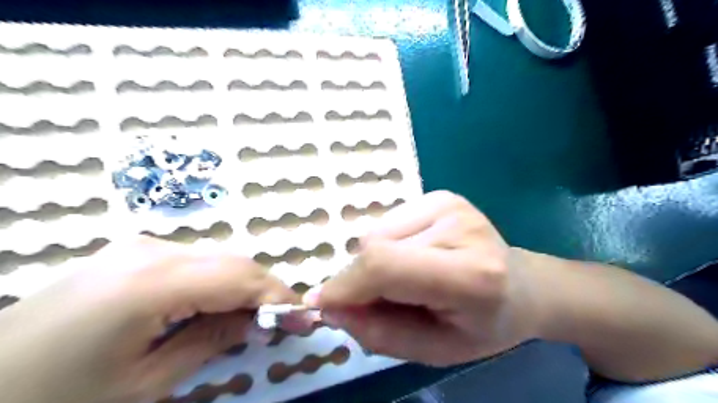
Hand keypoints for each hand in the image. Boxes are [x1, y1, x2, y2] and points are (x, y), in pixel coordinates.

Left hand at [0, 237, 299, 402]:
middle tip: (284, 320)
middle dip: (266, 290)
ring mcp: (142, 245)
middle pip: (234, 262)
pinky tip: (217, 305)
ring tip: (253, 317)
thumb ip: (211, 342)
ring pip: (218, 258)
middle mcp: (154, 250)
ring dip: (243, 285)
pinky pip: (196, 261)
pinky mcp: (134, 252)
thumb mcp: (145, 383)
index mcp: (153, 281)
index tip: (305, 318)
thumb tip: (259, 323)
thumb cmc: (57, 396)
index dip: (279, 297)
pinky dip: (219, 281)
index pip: (241, 278)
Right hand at [303, 190, 543, 364]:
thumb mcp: (434, 350)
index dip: (346, 284)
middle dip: (362, 278)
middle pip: (375, 246)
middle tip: (382, 300)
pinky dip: (388, 245)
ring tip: (407, 278)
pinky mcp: (440, 195)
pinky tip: (415, 256)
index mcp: (469, 275)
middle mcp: (459, 226)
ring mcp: (448, 203)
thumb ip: (378, 332)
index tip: (323, 303)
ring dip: (377, 261)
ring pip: (377, 232)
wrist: (522, 286)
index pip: (386, 266)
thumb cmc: (482, 326)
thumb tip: (330, 305)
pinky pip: (389, 222)